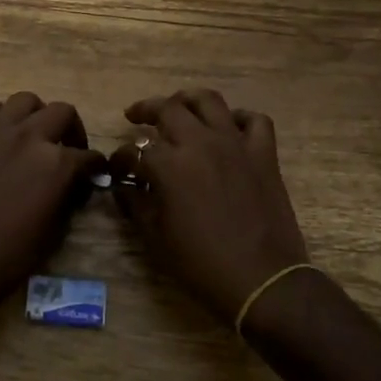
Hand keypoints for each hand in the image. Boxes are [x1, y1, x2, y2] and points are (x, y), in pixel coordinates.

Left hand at [0, 93, 105, 319]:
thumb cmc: (10, 257)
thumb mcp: (56, 231)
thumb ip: (70, 197)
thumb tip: (77, 184)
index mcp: (57, 163)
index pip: (88, 157)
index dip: (95, 168)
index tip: (94, 176)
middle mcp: (29, 137)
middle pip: (63, 112)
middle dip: (72, 131)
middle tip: (69, 151)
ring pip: (24, 100)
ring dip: (35, 115)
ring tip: (34, 135)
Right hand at [109, 89, 309, 322]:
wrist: (261, 280)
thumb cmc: (202, 263)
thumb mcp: (157, 238)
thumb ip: (136, 206)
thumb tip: (124, 189)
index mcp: (170, 165)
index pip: (135, 151)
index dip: (121, 159)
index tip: (117, 170)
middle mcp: (201, 143)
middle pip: (168, 109)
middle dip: (146, 110)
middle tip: (136, 117)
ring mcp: (236, 144)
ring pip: (209, 101)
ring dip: (188, 100)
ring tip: (178, 107)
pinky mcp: (264, 154)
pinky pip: (254, 121)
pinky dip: (240, 118)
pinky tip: (229, 128)